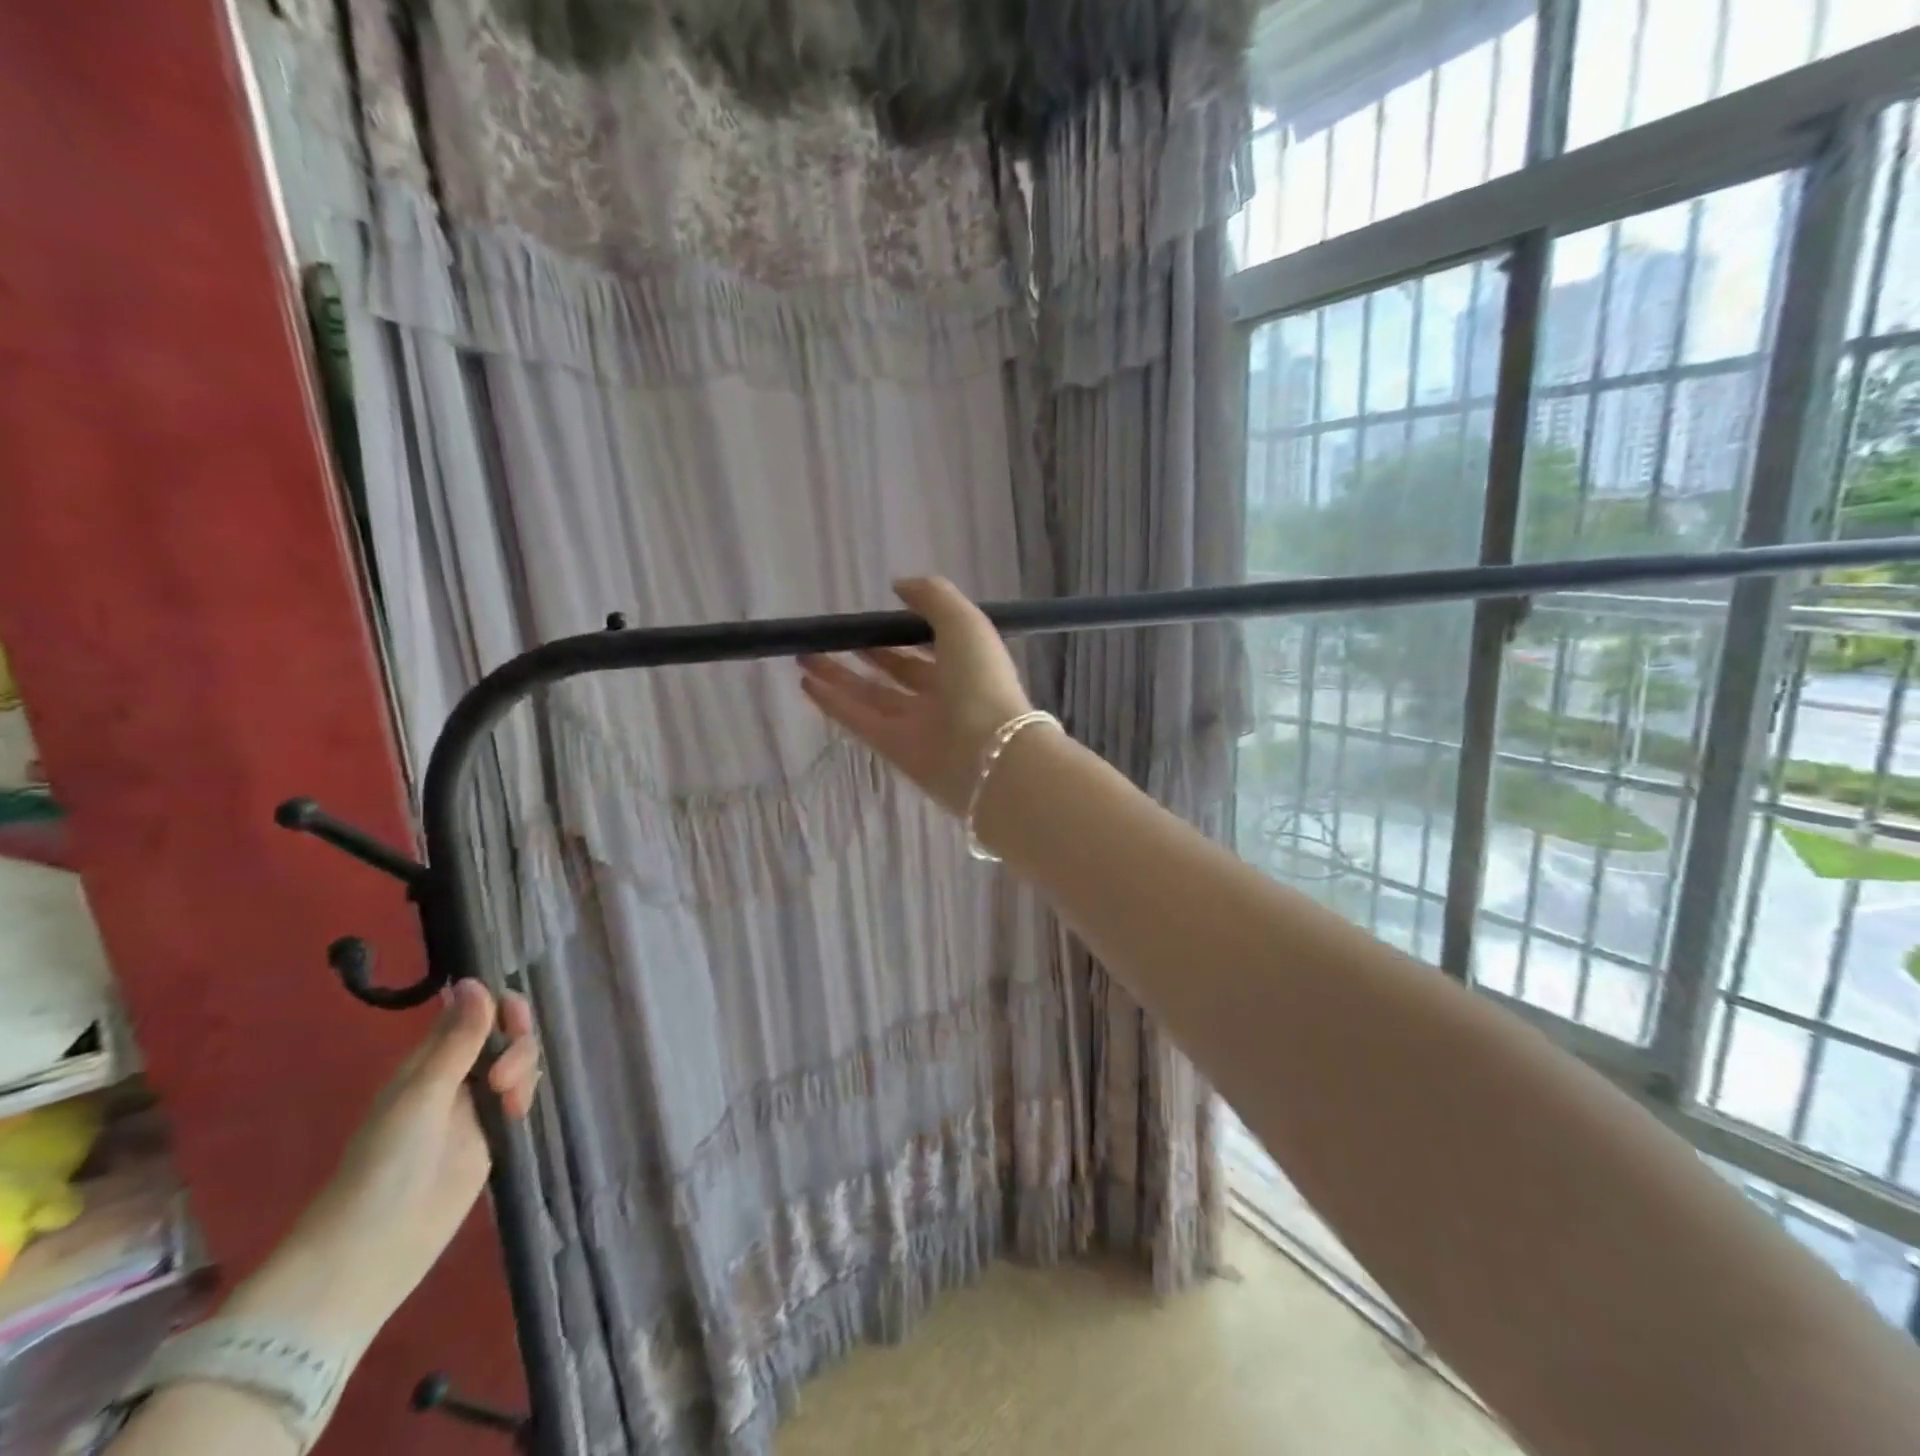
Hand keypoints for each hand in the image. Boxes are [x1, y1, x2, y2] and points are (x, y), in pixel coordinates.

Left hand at [222, 981, 539, 1350]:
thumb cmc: (386, 1164)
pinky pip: (519, 1097)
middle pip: (503, 1035)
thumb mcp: (425, 1095)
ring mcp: (473, 1108)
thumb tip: (475, 980)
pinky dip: (527, 1094)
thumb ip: (459, 1040)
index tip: (513, 1018)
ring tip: (510, 1103)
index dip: (500, 1005)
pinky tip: (519, 1112)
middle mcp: (454, 1077)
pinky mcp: (491, 1136)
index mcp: (429, 1061)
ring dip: (523, 1069)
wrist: (373, 1250)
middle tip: (506, 1075)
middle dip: (517, 1042)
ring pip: (516, 1063)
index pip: (474, 1012)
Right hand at [800, 577, 1033, 814]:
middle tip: (832, 636)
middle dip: (867, 652)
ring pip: (872, 695)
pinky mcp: (895, 749)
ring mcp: (917, 724)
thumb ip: (933, 597)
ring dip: (839, 676)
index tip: (872, 616)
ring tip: (805, 655)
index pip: (930, 645)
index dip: (902, 631)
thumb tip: (899, 586)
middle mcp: (942, 694)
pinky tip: (807, 684)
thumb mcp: (965, 622)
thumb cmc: (981, 679)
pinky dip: (834, 703)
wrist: (989, 752)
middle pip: (898, 671)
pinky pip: (859, 721)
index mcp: (965, 664)